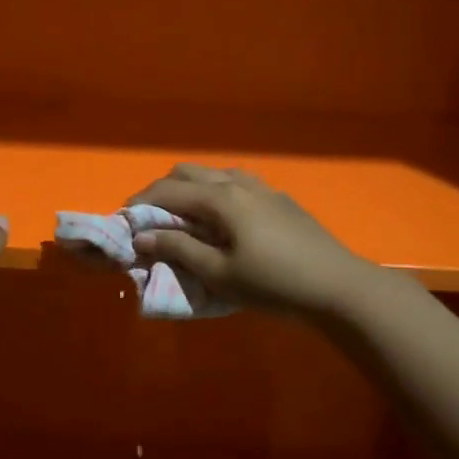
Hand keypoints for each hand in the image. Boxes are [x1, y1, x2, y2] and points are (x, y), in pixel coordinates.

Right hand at [128, 165, 380, 316]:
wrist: (336, 286)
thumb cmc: (272, 283)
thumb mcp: (218, 273)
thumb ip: (178, 248)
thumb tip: (141, 235)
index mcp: (221, 198)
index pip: (167, 191)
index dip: (139, 204)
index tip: (122, 222)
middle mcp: (239, 182)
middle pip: (188, 173)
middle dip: (161, 191)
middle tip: (149, 220)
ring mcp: (263, 188)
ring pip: (214, 175)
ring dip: (190, 190)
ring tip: (182, 220)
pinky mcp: (279, 200)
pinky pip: (235, 184)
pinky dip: (214, 194)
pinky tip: (220, 222)